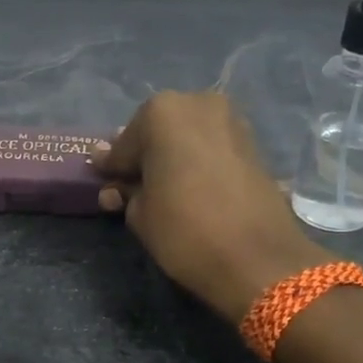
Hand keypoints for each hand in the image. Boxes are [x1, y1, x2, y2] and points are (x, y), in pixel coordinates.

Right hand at [95, 92, 323, 321]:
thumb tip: (118, 183)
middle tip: (133, 187)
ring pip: (187, 137)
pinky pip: (211, 148)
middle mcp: (197, 104)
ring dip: (172, 159)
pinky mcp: (253, 143)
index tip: (104, 182)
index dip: (113, 168)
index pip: (124, 144)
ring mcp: (231, 120)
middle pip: (158, 132)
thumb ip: (127, 191)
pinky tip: (189, 189)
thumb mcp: (139, 214)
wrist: (258, 259)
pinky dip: (197, 163)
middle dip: (145, 157)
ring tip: (162, 191)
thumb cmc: (185, 231)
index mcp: (161, 112)